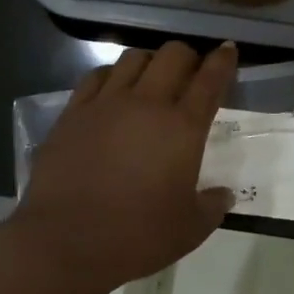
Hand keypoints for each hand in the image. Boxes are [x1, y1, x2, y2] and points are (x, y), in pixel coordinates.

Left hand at [15, 40, 239, 293]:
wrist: (65, 243)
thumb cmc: (137, 237)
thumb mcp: (190, 229)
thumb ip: (212, 206)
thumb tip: (223, 195)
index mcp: (183, 128)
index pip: (210, 80)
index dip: (223, 61)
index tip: (227, 50)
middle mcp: (147, 104)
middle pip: (172, 55)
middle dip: (187, 56)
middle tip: (190, 72)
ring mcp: (106, 104)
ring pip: (133, 58)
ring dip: (150, 62)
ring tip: (151, 79)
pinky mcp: (73, 113)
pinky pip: (96, 76)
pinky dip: (112, 75)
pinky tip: (113, 89)